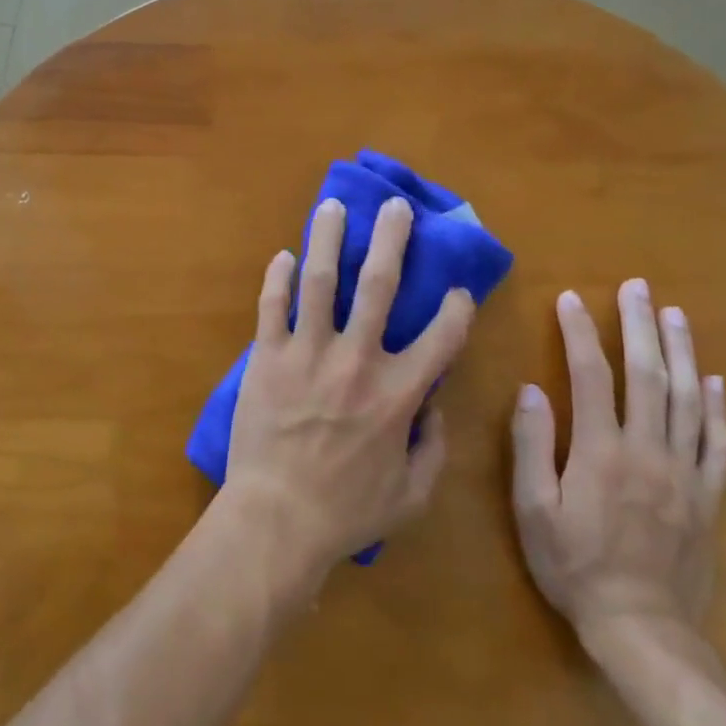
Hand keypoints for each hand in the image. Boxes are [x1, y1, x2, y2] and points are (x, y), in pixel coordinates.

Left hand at [224, 196, 476, 574]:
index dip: (457, 309)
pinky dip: (277, 278)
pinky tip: (283, 255)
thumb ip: (434, 446)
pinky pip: (272, 307)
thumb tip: (433, 403)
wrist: (278, 518)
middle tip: (396, 207)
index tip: (458, 289)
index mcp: (398, 393)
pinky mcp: (267, 356)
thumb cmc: (348, 511)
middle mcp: (357, 360)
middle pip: (378, 286)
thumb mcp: (413, 494)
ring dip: (328, 239)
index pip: (442, 337)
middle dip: (391, 240)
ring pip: (320, 282)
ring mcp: (307, 353)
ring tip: (333, 207)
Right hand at [510, 280, 725, 641]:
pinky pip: (717, 443)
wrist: (643, 628)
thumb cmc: (574, 565)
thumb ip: (532, 446)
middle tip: (638, 288)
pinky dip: (715, 407)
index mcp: (601, 450)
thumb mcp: (533, 508)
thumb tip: (530, 390)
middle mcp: (648, 450)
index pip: (590, 375)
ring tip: (676, 315)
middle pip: (647, 375)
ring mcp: (685, 472)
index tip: (569, 298)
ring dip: (681, 352)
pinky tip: (713, 381)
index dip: (578, 333)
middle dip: (640, 326)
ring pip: (687, 399)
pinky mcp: (708, 497)